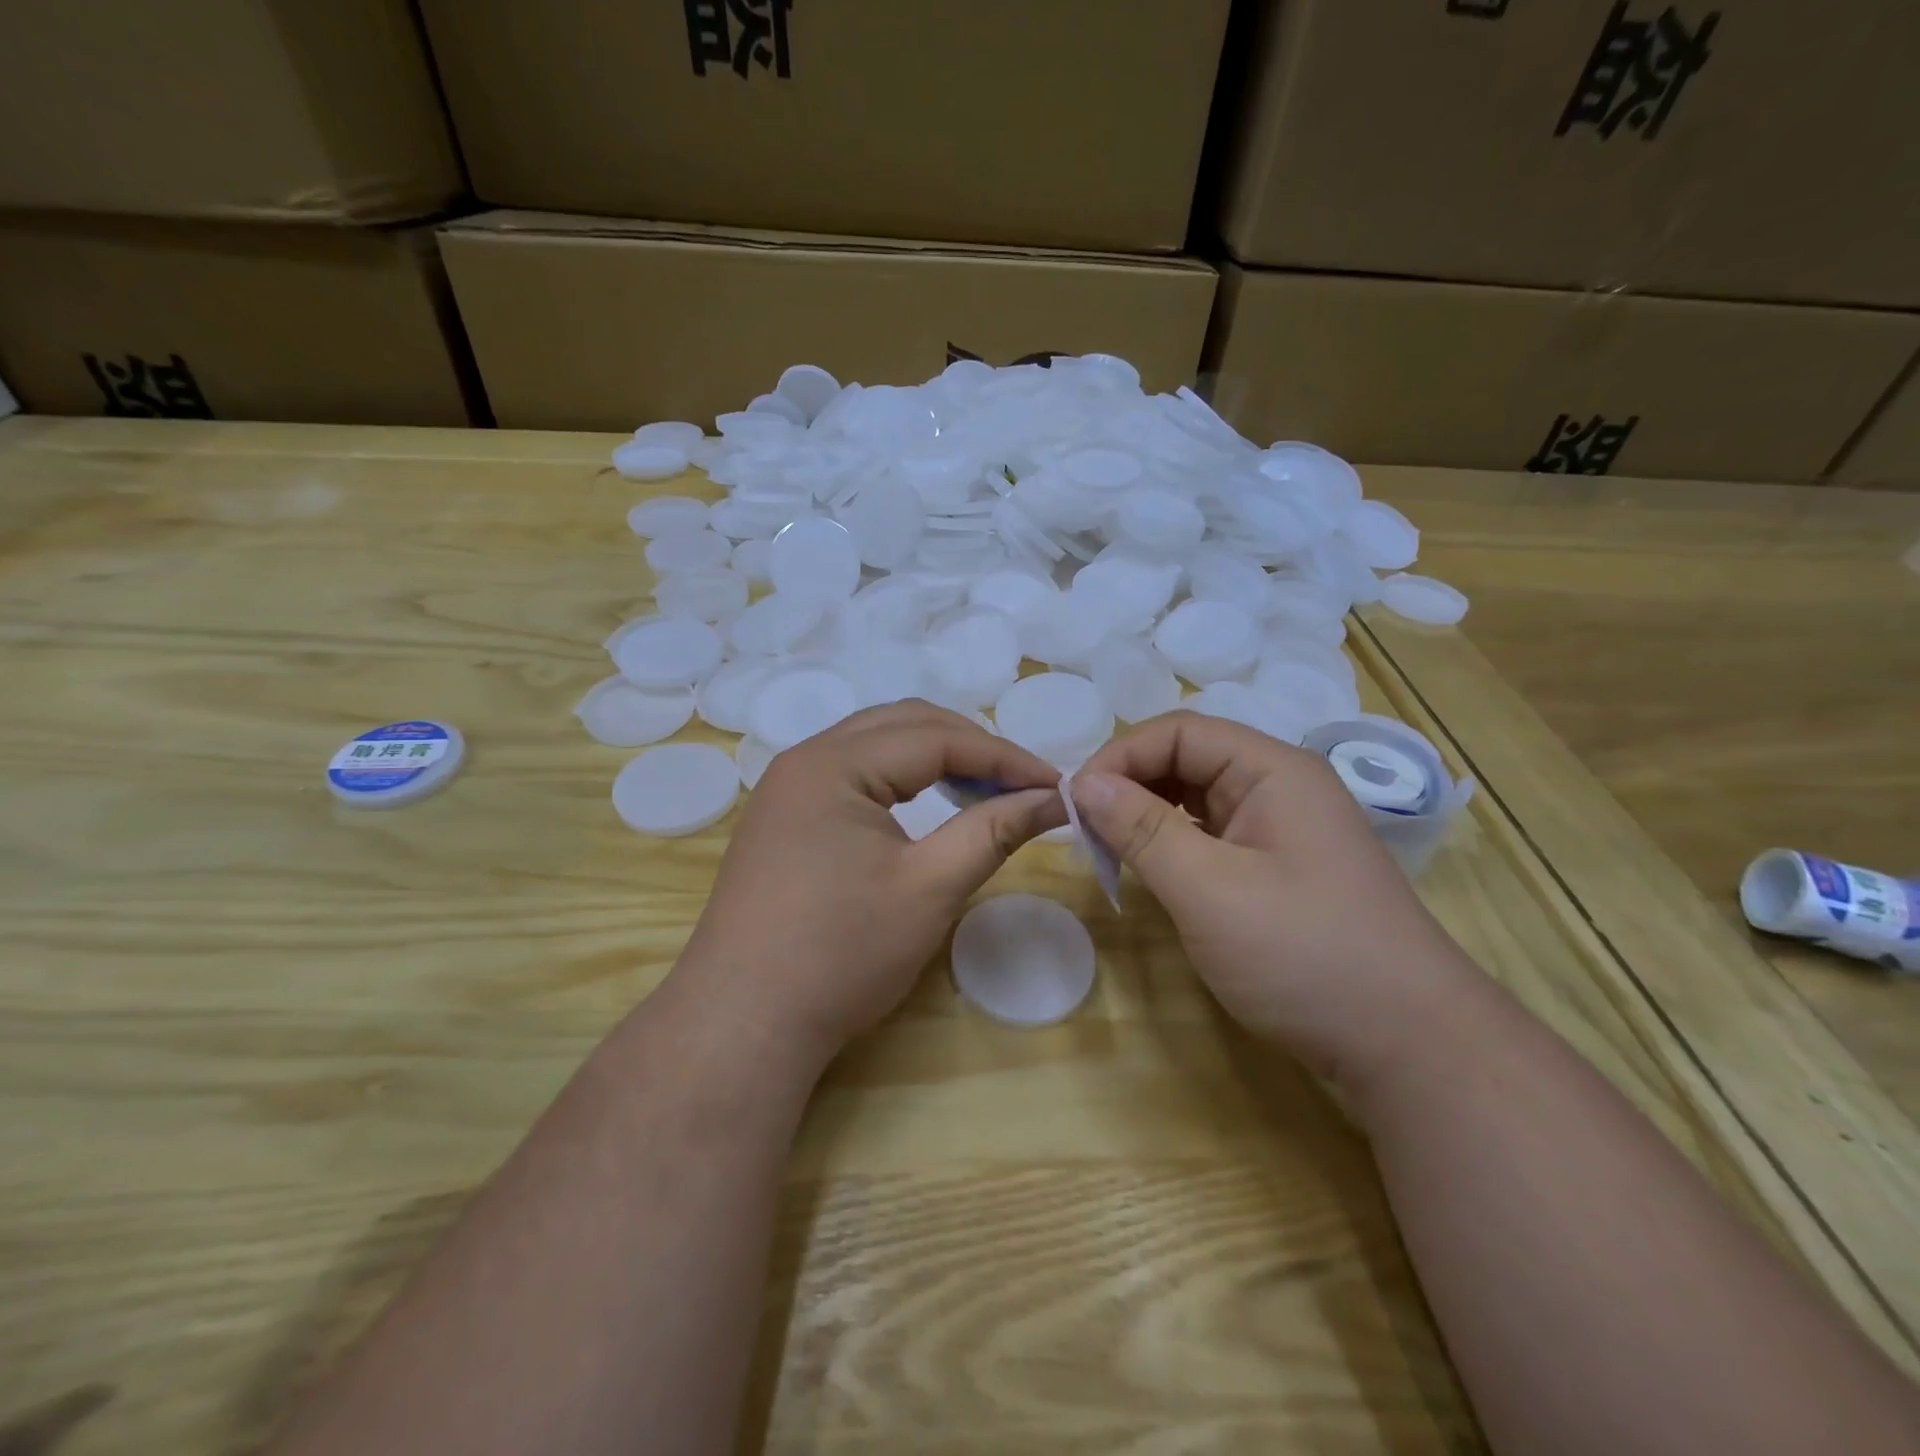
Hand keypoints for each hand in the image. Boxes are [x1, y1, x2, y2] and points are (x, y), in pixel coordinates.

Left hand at [670, 701, 1066, 1072]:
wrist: (742, 1024)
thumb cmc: (841, 953)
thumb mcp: (929, 888)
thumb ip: (992, 831)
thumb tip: (1054, 799)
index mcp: (834, 763)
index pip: (936, 737)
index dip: (1003, 757)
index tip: (1055, 785)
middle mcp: (805, 760)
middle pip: (903, 726)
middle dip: (970, 747)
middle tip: (1021, 785)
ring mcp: (787, 790)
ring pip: (876, 747)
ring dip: (935, 759)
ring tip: (983, 792)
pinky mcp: (783, 821)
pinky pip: (853, 776)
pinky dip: (901, 781)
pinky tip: (927, 808)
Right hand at [1072, 712, 1473, 1087]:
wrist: (1408, 1047)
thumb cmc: (1305, 956)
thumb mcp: (1209, 890)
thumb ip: (1142, 830)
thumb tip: (1082, 783)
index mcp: (1272, 770)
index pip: (1179, 732)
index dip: (1120, 757)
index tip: (1074, 803)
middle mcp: (1279, 787)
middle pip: (1187, 760)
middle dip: (1129, 785)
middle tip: (1084, 830)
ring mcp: (1281, 830)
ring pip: (1195, 799)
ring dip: (1146, 816)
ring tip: (1107, 850)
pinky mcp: (1277, 870)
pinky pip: (1210, 837)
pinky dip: (1170, 846)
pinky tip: (1149, 872)